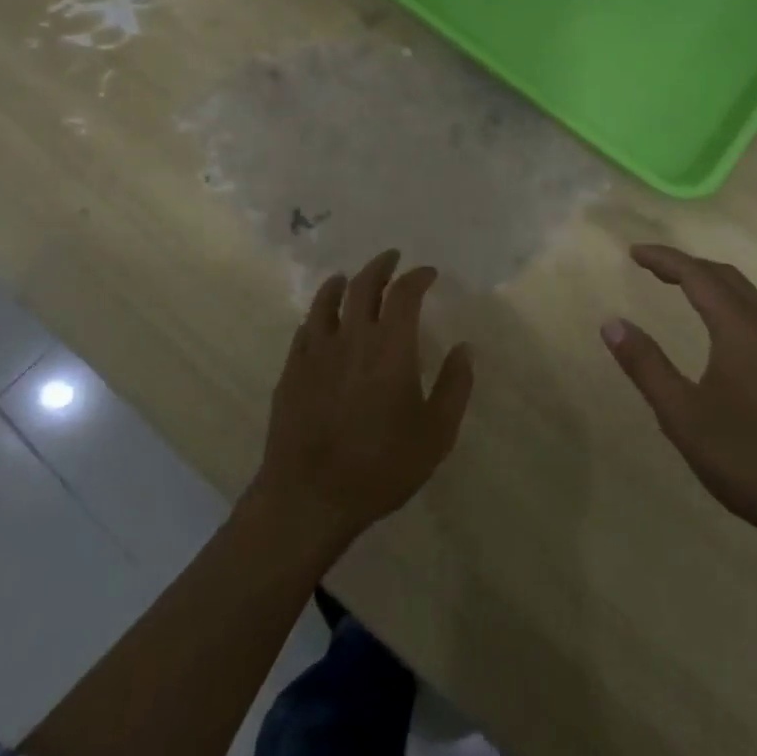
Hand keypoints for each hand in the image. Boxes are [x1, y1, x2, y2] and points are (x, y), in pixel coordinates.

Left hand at [251, 249, 474, 555]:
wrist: (309, 497)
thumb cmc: (381, 466)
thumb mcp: (436, 434)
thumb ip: (455, 386)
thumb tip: (464, 348)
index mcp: (390, 346)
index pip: (404, 293)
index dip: (417, 276)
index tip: (428, 273)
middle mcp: (352, 338)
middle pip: (363, 285)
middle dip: (380, 266)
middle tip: (391, 258)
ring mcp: (316, 352)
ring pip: (326, 301)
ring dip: (342, 283)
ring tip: (349, 278)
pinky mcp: (291, 371)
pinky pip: (305, 330)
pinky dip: (318, 316)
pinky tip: (320, 323)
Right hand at [602, 244, 756, 551]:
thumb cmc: (749, 459)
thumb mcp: (683, 416)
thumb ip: (646, 366)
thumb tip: (612, 323)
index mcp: (740, 329)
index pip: (697, 275)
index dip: (664, 260)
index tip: (633, 253)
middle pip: (725, 277)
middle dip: (686, 265)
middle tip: (650, 267)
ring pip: (745, 296)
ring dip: (709, 283)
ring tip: (677, 288)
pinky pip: (756, 316)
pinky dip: (727, 304)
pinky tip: (717, 330)